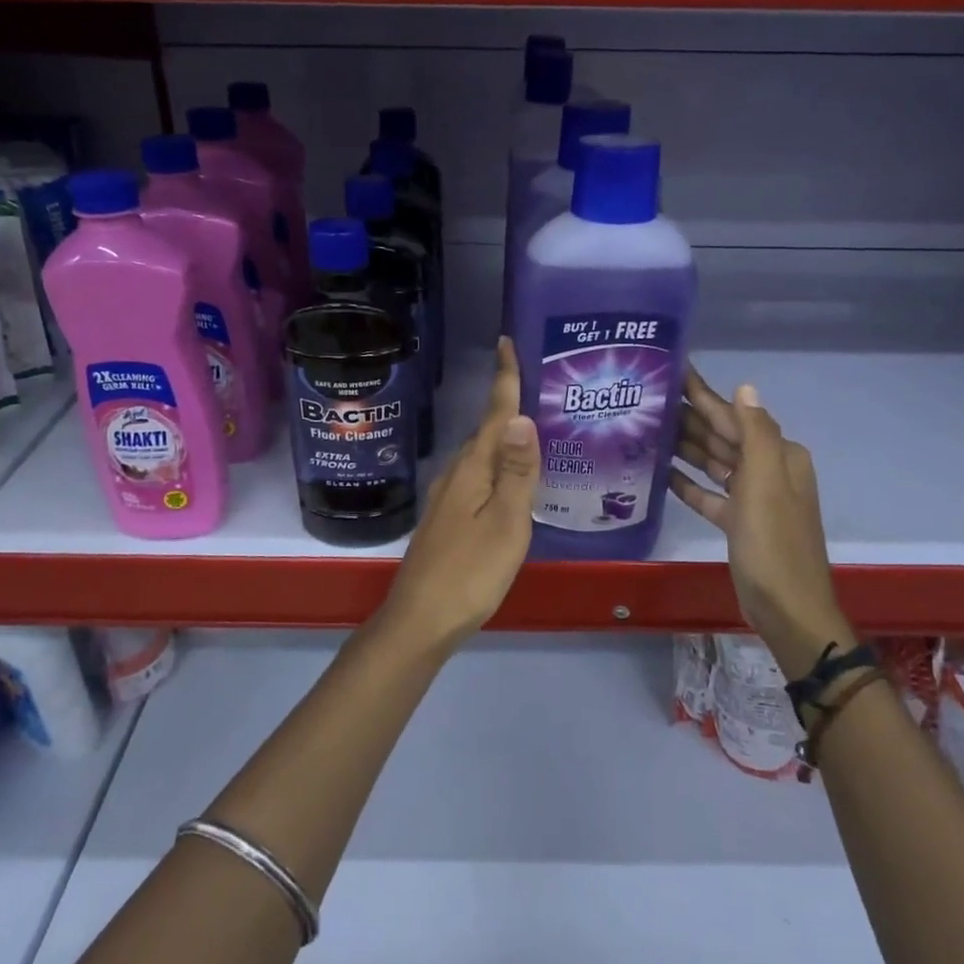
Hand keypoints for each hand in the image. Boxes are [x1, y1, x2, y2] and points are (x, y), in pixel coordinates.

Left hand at [376, 338, 537, 652]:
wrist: (420, 621)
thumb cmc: (470, 572)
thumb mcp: (505, 523)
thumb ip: (515, 472)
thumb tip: (520, 417)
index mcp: (472, 470)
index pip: (493, 415)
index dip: (504, 379)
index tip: (508, 342)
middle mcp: (456, 475)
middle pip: (486, 431)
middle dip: (509, 404)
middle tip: (542, 385)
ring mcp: (448, 498)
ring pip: (481, 456)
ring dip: (503, 437)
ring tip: (535, 428)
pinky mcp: (448, 519)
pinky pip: (478, 477)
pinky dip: (498, 466)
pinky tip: (512, 479)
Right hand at [669, 366, 854, 676]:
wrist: (787, 609)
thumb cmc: (774, 544)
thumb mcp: (765, 484)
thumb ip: (755, 433)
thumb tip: (744, 386)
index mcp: (777, 456)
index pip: (734, 415)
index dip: (704, 394)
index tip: (674, 370)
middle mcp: (767, 470)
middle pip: (722, 436)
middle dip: (689, 416)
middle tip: (648, 397)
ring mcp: (752, 498)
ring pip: (714, 462)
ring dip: (685, 446)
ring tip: (648, 428)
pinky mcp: (737, 523)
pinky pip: (709, 494)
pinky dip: (689, 482)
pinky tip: (662, 472)